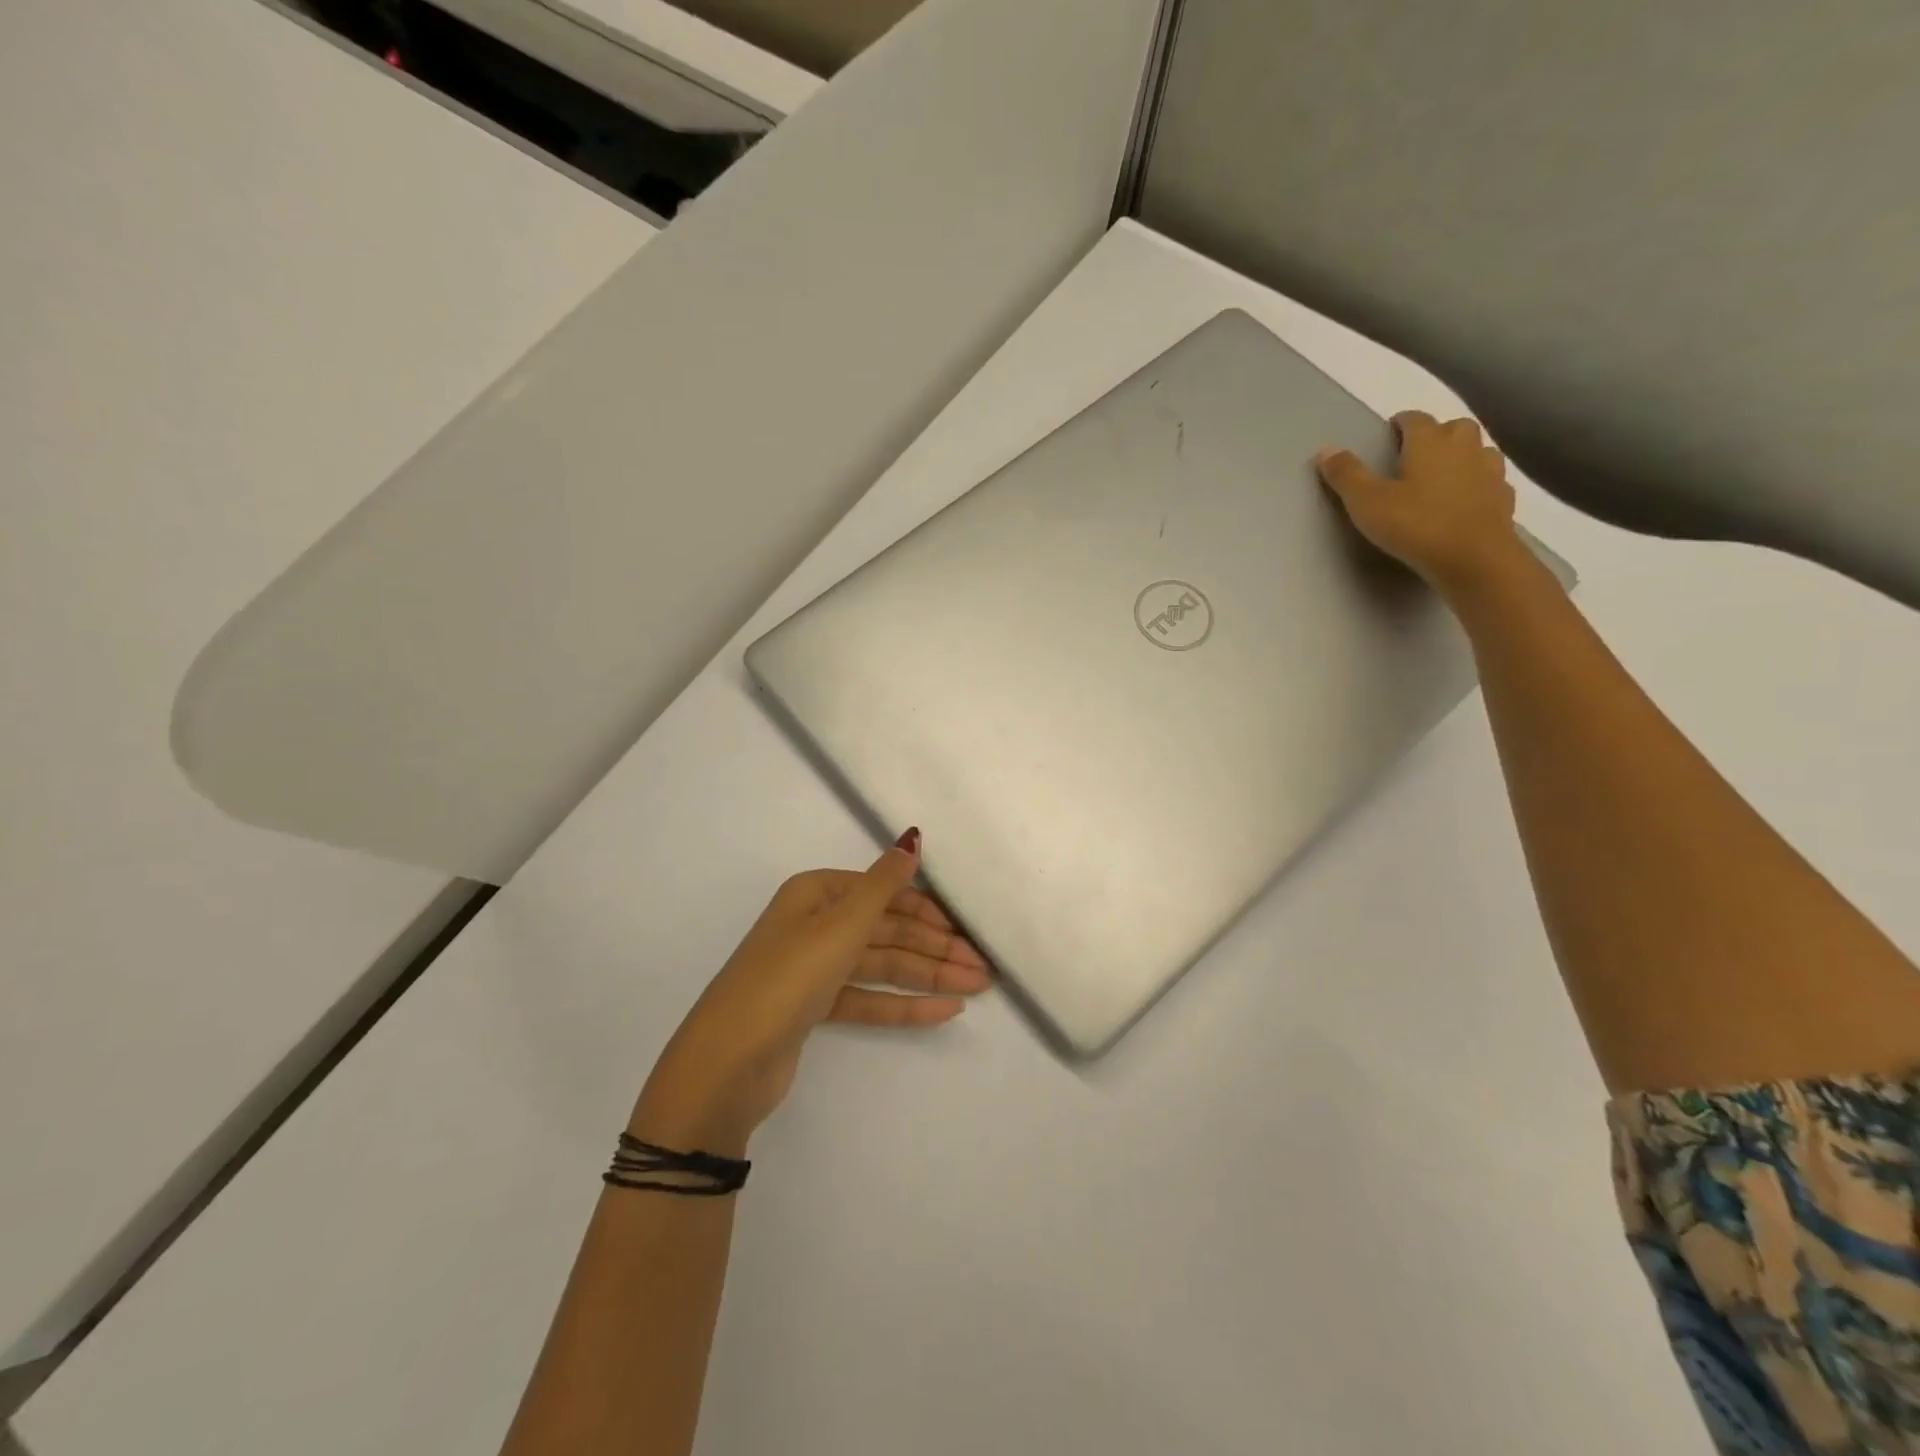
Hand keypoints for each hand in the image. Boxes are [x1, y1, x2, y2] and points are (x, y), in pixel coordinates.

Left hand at [629, 831, 989, 1155]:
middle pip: (886, 932)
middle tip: (983, 968)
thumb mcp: (840, 924)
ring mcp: (814, 968)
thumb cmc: (787, 976)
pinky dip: (903, 1004)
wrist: (727, 1062)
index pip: (883, 894)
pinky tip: (943, 1011)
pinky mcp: (815, 1008)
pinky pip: (868, 998)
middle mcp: (815, 924)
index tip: (966, 931)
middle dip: (935, 949)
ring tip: (975, 988)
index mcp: (816, 894)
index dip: (927, 911)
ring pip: (881, 966)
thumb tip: (912, 837)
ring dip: (928, 976)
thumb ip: (884, 884)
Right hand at [1315, 411, 1520, 594]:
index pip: (1415, 419)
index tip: (1389, 433)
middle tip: (1417, 453)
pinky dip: (1478, 482)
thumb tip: (1325, 449)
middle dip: (1437, 433)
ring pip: (1478, 450)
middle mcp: (1464, 448)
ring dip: (1462, 454)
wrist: (1474, 558)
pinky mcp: (1503, 498)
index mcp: (1430, 442)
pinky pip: (1491, 480)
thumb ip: (1347, 475)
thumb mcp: (1367, 502)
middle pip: (1454, 427)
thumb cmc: (1415, 525)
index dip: (1401, 423)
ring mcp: (1489, 472)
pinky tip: (1466, 498)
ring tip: (1443, 473)